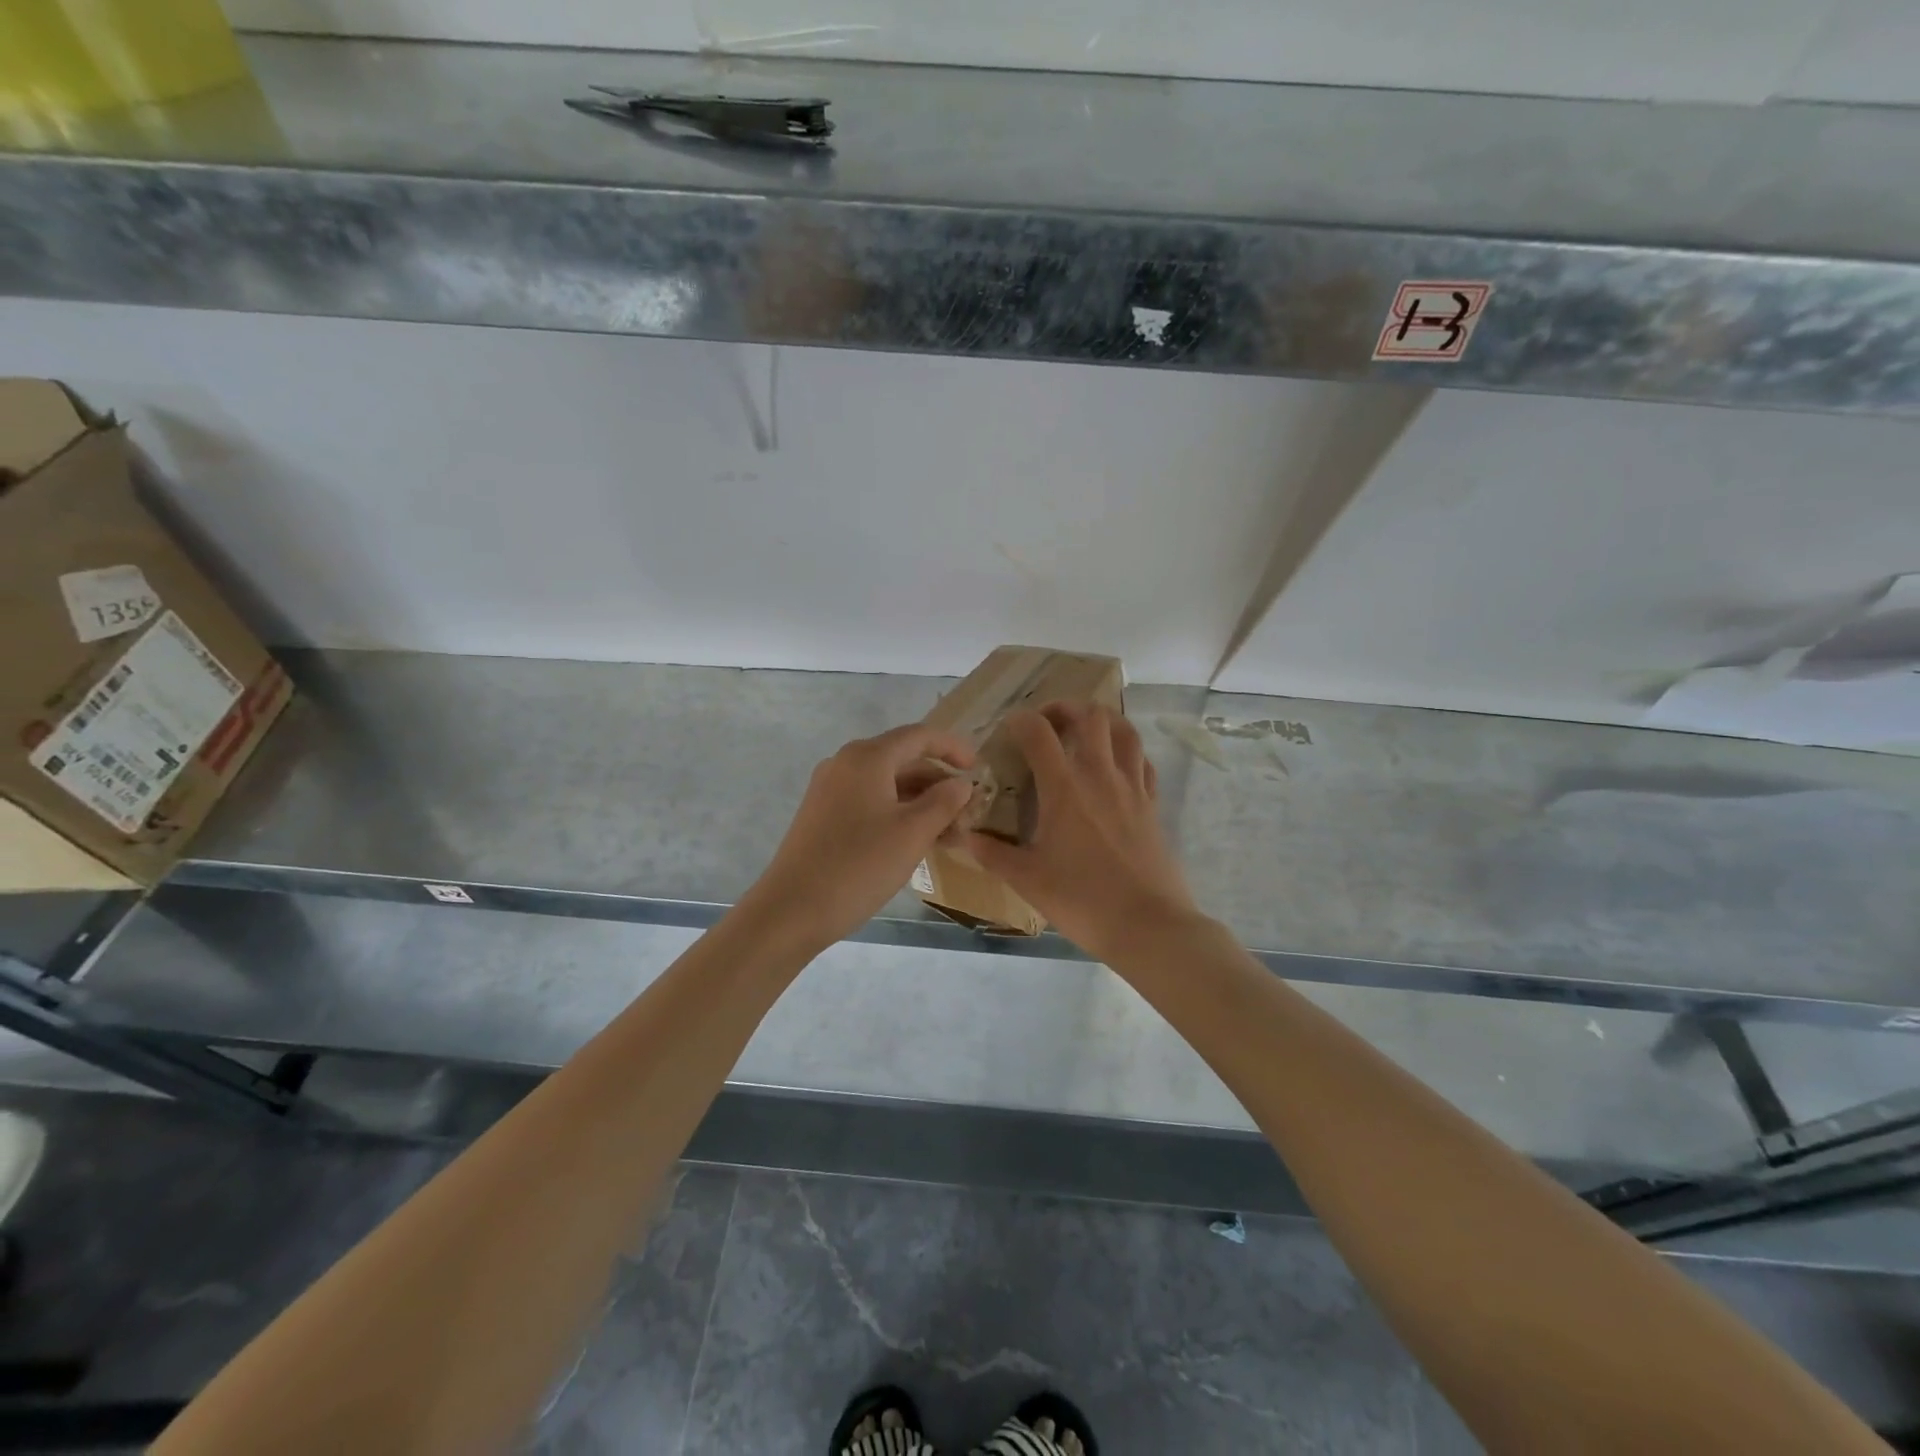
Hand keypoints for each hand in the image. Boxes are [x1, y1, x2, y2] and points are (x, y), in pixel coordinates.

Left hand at [747, 723, 976, 949]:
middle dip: (939, 782)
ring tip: (949, 833)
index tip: (979, 769)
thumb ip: (944, 802)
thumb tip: (961, 784)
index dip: (953, 748)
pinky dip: (898, 813)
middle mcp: (845, 763)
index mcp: (867, 757)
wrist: (792, 909)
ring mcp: (830, 789)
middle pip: (903, 759)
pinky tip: (916, 841)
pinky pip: (870, 801)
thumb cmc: (859, 865)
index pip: (920, 736)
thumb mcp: (913, 833)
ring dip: (921, 802)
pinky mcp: (822, 814)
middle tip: (968, 811)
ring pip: (887, 784)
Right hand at [967, 703, 1200, 960]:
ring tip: (1085, 731)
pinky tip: (1115, 766)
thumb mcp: (1027, 879)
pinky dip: (1127, 751)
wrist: (1147, 926)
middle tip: (1048, 723)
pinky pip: (1143, 761)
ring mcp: (1132, 787)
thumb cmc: (1082, 901)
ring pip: (1124, 730)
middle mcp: (1100, 775)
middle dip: (1066, 708)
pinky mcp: (1153, 804)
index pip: (1039, 732)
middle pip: (1090, 715)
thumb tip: (963, 836)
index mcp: (1064, 788)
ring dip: (1102, 720)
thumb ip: (992, 853)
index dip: (1020, 720)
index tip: (1008, 728)